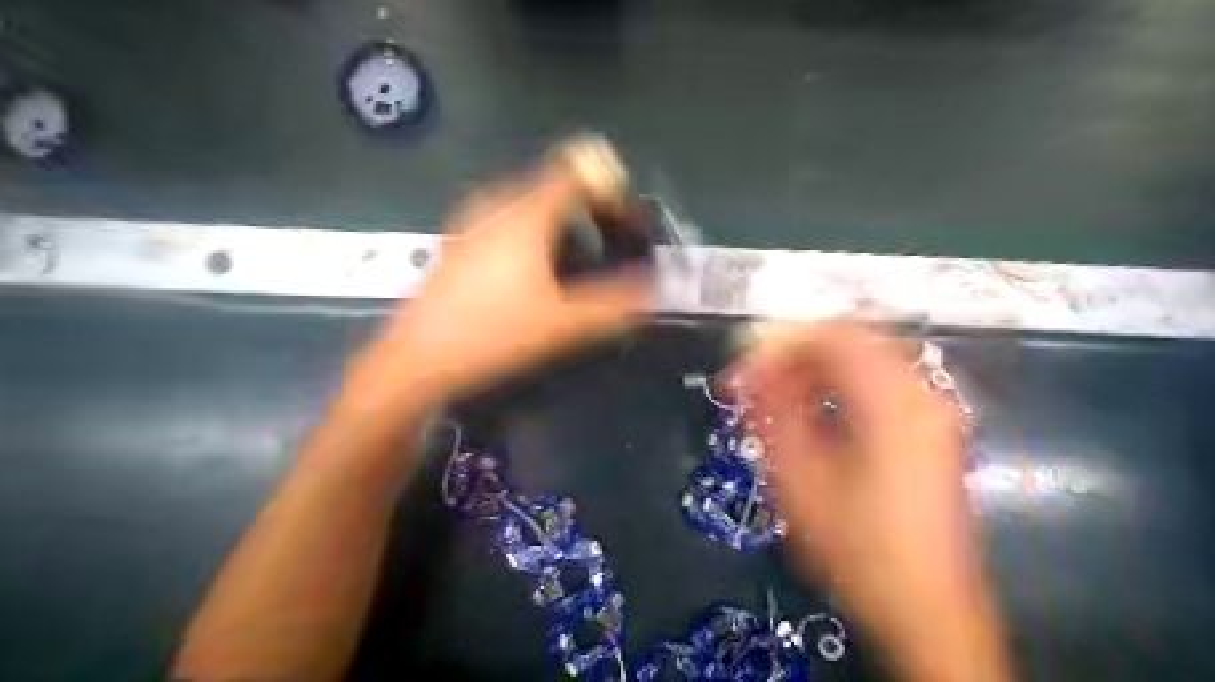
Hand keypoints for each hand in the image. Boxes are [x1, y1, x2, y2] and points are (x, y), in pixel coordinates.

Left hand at [347, 164, 648, 411]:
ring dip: (559, 219)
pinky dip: (533, 232)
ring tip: (579, 253)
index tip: (626, 211)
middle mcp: (496, 206)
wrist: (418, 360)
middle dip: (587, 203)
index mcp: (524, 215)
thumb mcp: (563, 324)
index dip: (607, 183)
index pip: (575, 173)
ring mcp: (472, 223)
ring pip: (527, 204)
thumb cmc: (493, 335)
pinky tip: (536, 269)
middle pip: (552, 185)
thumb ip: (615, 305)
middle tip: (609, 234)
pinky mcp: (459, 243)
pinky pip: (507, 220)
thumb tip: (653, 291)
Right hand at [724, 324, 1011, 681]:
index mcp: (892, 402)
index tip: (743, 372)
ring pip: (863, 359)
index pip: (831, 336)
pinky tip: (812, 413)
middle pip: (850, 340)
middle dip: (794, 354)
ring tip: (777, 398)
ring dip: (814, 370)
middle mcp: (919, 393)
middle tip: (756, 383)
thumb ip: (774, 413)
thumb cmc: (857, 547)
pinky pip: (877, 383)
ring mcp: (930, 410)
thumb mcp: (800, 480)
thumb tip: (751, 373)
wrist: (925, 607)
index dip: (779, 344)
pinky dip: (838, 386)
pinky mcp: (929, 429)